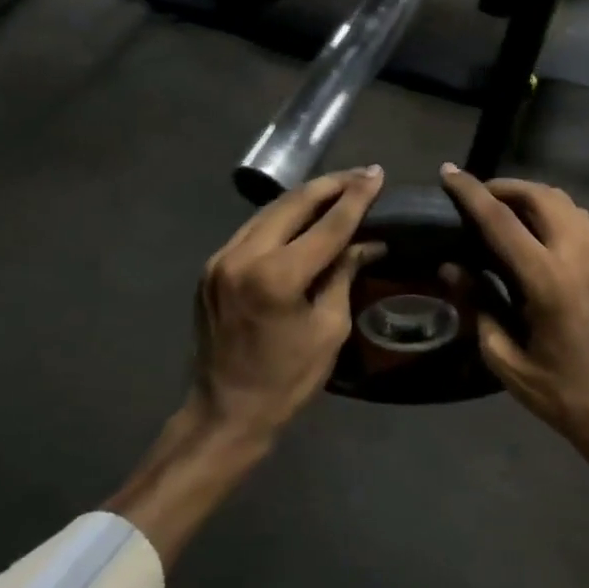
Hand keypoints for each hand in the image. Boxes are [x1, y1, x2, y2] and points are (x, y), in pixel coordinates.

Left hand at [192, 165, 386, 438]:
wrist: (225, 412)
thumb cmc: (287, 380)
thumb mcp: (329, 329)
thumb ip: (343, 275)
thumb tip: (366, 243)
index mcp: (277, 276)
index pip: (327, 225)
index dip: (356, 198)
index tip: (377, 174)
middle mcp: (243, 256)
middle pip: (294, 203)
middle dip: (331, 185)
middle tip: (361, 175)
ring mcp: (221, 258)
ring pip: (270, 211)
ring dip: (306, 197)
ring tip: (338, 188)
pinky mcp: (211, 267)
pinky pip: (253, 229)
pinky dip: (282, 217)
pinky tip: (302, 215)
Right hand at [440, 164, 588, 492]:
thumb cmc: (560, 394)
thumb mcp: (505, 358)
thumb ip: (477, 305)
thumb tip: (451, 267)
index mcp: (548, 281)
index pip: (501, 221)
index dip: (471, 193)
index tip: (448, 173)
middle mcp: (579, 256)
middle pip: (540, 196)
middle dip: (504, 187)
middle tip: (477, 197)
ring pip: (564, 202)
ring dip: (531, 196)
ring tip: (504, 210)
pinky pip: (581, 219)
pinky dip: (554, 212)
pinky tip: (537, 231)